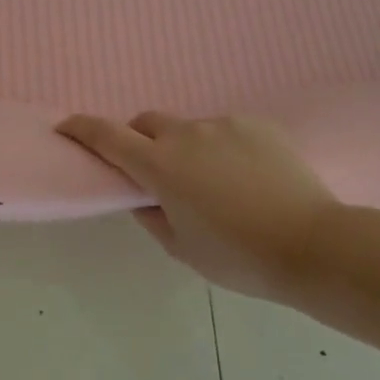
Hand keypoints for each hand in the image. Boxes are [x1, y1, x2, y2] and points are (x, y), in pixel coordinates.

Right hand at [56, 112, 336, 301]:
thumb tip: (144, 197)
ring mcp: (225, 125)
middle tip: (152, 172)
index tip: (65, 126)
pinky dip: (220, 148)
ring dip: (185, 148)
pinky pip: (225, 131)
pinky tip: (244, 178)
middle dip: (138, 140)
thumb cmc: (238, 257)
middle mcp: (187, 134)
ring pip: (189, 129)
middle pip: (147, 122)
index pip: (107, 136)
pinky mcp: (258, 125)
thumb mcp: (181, 247)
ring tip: (212, 183)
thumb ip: (152, 216)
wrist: (314, 245)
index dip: (81, 128)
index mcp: (160, 166)